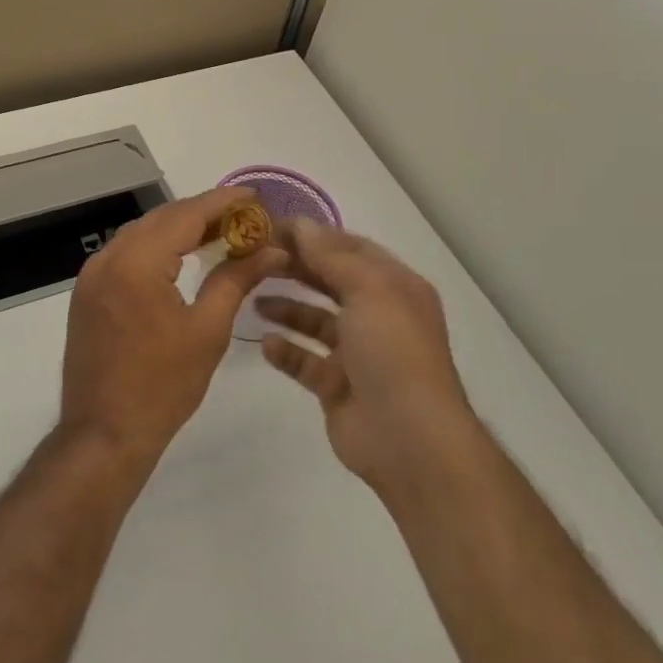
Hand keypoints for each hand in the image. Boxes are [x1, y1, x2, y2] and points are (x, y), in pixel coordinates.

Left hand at [59, 187, 286, 471]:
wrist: (103, 434)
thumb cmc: (162, 387)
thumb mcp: (207, 331)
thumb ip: (236, 280)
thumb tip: (271, 250)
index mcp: (137, 263)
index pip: (185, 216)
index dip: (222, 202)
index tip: (254, 196)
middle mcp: (108, 258)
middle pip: (161, 219)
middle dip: (203, 213)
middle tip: (243, 217)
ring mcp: (91, 276)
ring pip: (141, 234)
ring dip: (178, 229)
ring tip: (219, 233)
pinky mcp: (87, 293)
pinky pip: (125, 254)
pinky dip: (155, 248)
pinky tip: (180, 257)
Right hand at [258, 220, 481, 501]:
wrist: (409, 438)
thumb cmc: (393, 351)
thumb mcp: (368, 289)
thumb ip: (331, 256)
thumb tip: (302, 224)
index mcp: (394, 287)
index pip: (350, 248)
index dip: (314, 235)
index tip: (271, 228)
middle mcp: (377, 315)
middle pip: (330, 281)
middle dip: (296, 267)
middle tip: (254, 258)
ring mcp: (357, 353)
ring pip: (315, 321)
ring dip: (286, 308)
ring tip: (253, 298)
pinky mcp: (337, 386)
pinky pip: (305, 361)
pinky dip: (286, 351)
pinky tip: (265, 342)